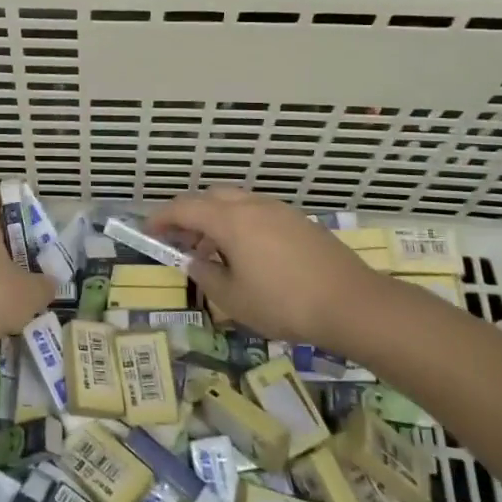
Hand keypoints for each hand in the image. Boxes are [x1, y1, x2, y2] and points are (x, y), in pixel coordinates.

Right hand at [149, 188, 392, 349]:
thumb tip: (195, 262)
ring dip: (216, 220)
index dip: (161, 218)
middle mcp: (252, 205)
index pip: (184, 208)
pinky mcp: (299, 221)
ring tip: (213, 253)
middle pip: (210, 198)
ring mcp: (279, 210)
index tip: (148, 232)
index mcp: (230, 219)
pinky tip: (247, 256)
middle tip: (180, 242)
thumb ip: (206, 276)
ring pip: (236, 203)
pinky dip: (240, 225)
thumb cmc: (284, 303)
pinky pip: (257, 213)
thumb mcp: (234, 299)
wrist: (353, 303)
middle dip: (189, 215)